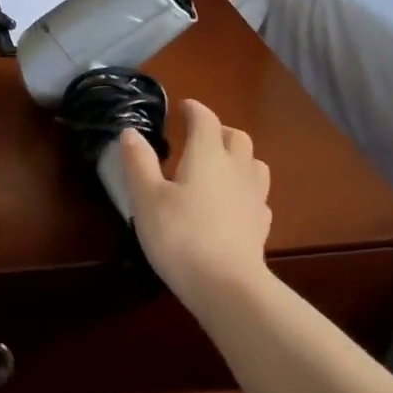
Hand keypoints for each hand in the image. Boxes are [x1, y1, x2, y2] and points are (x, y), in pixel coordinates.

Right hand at [119, 99, 271, 305]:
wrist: (225, 284)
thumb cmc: (179, 235)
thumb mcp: (147, 198)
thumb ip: (139, 162)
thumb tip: (131, 132)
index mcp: (207, 155)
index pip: (206, 120)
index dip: (194, 110)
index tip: (184, 107)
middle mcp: (237, 168)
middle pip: (236, 137)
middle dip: (219, 130)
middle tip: (200, 136)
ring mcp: (255, 196)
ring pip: (254, 163)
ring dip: (239, 156)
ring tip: (221, 166)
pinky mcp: (262, 224)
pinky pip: (257, 195)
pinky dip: (245, 189)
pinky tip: (234, 203)